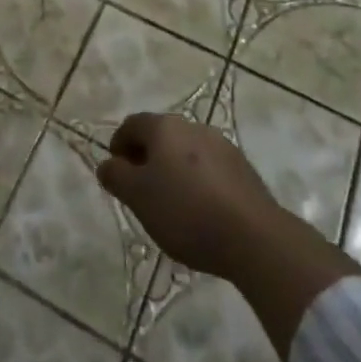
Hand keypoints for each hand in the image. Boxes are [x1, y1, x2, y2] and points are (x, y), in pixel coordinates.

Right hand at [97, 111, 360, 360]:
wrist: (253, 237)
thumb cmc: (186, 211)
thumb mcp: (138, 197)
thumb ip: (116, 177)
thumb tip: (107, 164)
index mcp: (164, 127)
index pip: (131, 125)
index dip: (118, 146)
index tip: (116, 173)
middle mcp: (192, 126)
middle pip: (160, 136)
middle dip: (146, 158)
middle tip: (140, 190)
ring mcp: (221, 145)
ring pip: (185, 152)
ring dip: (173, 170)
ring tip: (171, 204)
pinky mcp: (242, 168)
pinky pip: (208, 168)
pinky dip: (197, 182)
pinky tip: (200, 211)